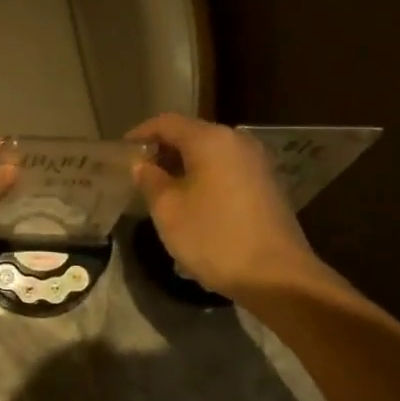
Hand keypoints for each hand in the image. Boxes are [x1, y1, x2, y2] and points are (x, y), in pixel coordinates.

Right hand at [128, 113, 326, 301]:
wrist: (278, 277)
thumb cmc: (215, 238)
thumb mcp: (168, 210)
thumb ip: (150, 180)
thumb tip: (142, 165)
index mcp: (210, 140)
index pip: (166, 123)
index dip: (140, 134)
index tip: (121, 152)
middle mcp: (237, 142)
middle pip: (191, 135)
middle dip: (162, 151)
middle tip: (138, 174)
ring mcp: (257, 163)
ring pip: (210, 154)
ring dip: (183, 166)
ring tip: (161, 190)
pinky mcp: (267, 185)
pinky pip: (226, 170)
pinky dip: (204, 178)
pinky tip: (192, 203)